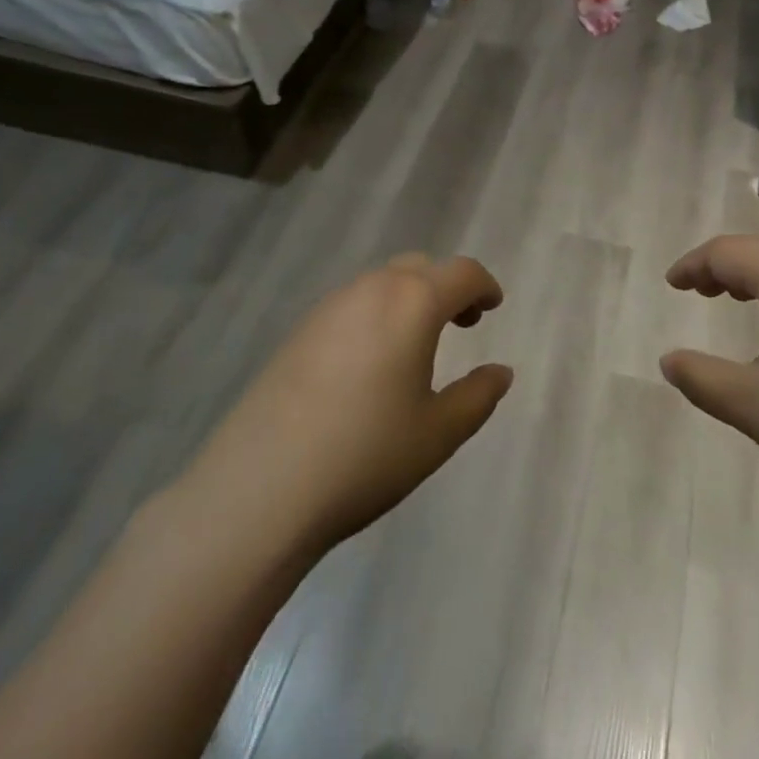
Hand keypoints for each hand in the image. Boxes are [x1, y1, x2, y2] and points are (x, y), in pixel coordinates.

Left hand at [172, 253, 513, 568]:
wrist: (257, 490)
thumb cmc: (365, 456)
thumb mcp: (438, 433)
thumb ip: (478, 396)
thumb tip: (500, 372)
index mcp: (413, 303)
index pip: (461, 273)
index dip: (484, 286)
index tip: (493, 307)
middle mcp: (371, 290)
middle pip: (420, 268)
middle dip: (447, 288)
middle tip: (462, 324)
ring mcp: (328, 308)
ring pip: (382, 284)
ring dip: (410, 299)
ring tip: (416, 346)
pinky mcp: (298, 332)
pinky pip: (352, 305)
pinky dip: (376, 315)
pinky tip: (369, 364)